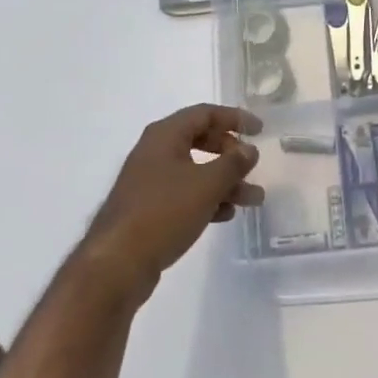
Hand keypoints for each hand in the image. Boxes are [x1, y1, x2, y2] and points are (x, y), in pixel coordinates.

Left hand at [78, 104, 263, 301]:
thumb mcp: (206, 184)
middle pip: (200, 140)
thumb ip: (233, 163)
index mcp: (165, 135)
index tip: (260, 130)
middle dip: (230, 154)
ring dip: (224, 182)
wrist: (117, 263)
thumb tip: (248, 149)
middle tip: (252, 166)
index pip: (205, 114)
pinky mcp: (149, 208)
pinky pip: (184, 194)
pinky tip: (225, 214)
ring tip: (253, 199)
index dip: (234, 118)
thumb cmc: (164, 212)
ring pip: (195, 171)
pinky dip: (207, 199)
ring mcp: (150, 181)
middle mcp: (155, 151)